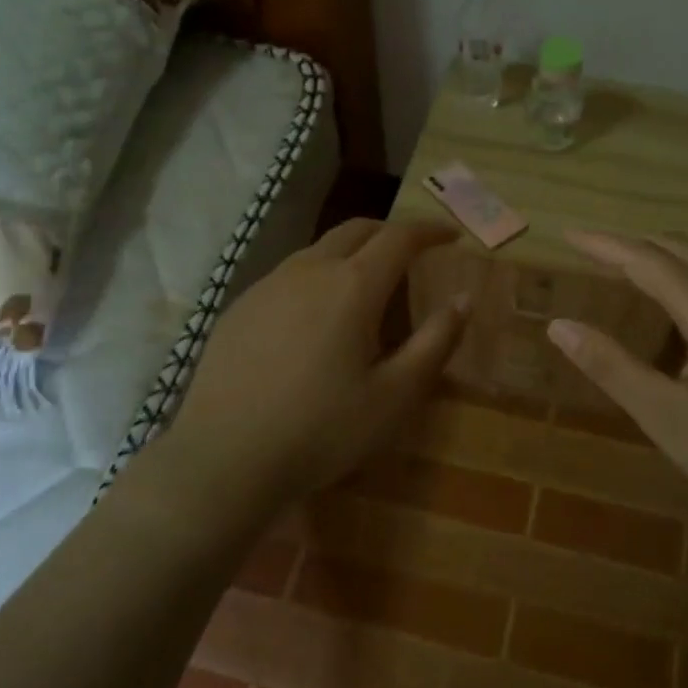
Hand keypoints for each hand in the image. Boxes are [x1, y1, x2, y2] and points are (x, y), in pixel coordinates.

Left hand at [164, 219, 467, 505]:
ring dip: (352, 251)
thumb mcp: (395, 395)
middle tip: (413, 250)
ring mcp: (268, 285)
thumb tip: (463, 299)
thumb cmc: (322, 429)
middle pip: (357, 229)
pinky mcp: (240, 307)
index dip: (429, 231)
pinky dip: (318, 275)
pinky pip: (289, 274)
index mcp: (352, 286)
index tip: (450, 236)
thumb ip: (435, 341)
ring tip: (368, 283)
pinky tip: (316, 315)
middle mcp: (309, 270)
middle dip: (391, 232)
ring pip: (319, 249)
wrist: (223, 458)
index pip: (399, 238)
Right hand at [546, 231, 687, 521]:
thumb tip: (559, 325)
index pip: (645, 259)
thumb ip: (612, 368)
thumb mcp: (669, 418)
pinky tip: (682, 310)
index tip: (567, 234)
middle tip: (592, 253)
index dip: (603, 244)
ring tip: (628, 274)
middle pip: (678, 249)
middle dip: (631, 245)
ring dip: (662, 259)